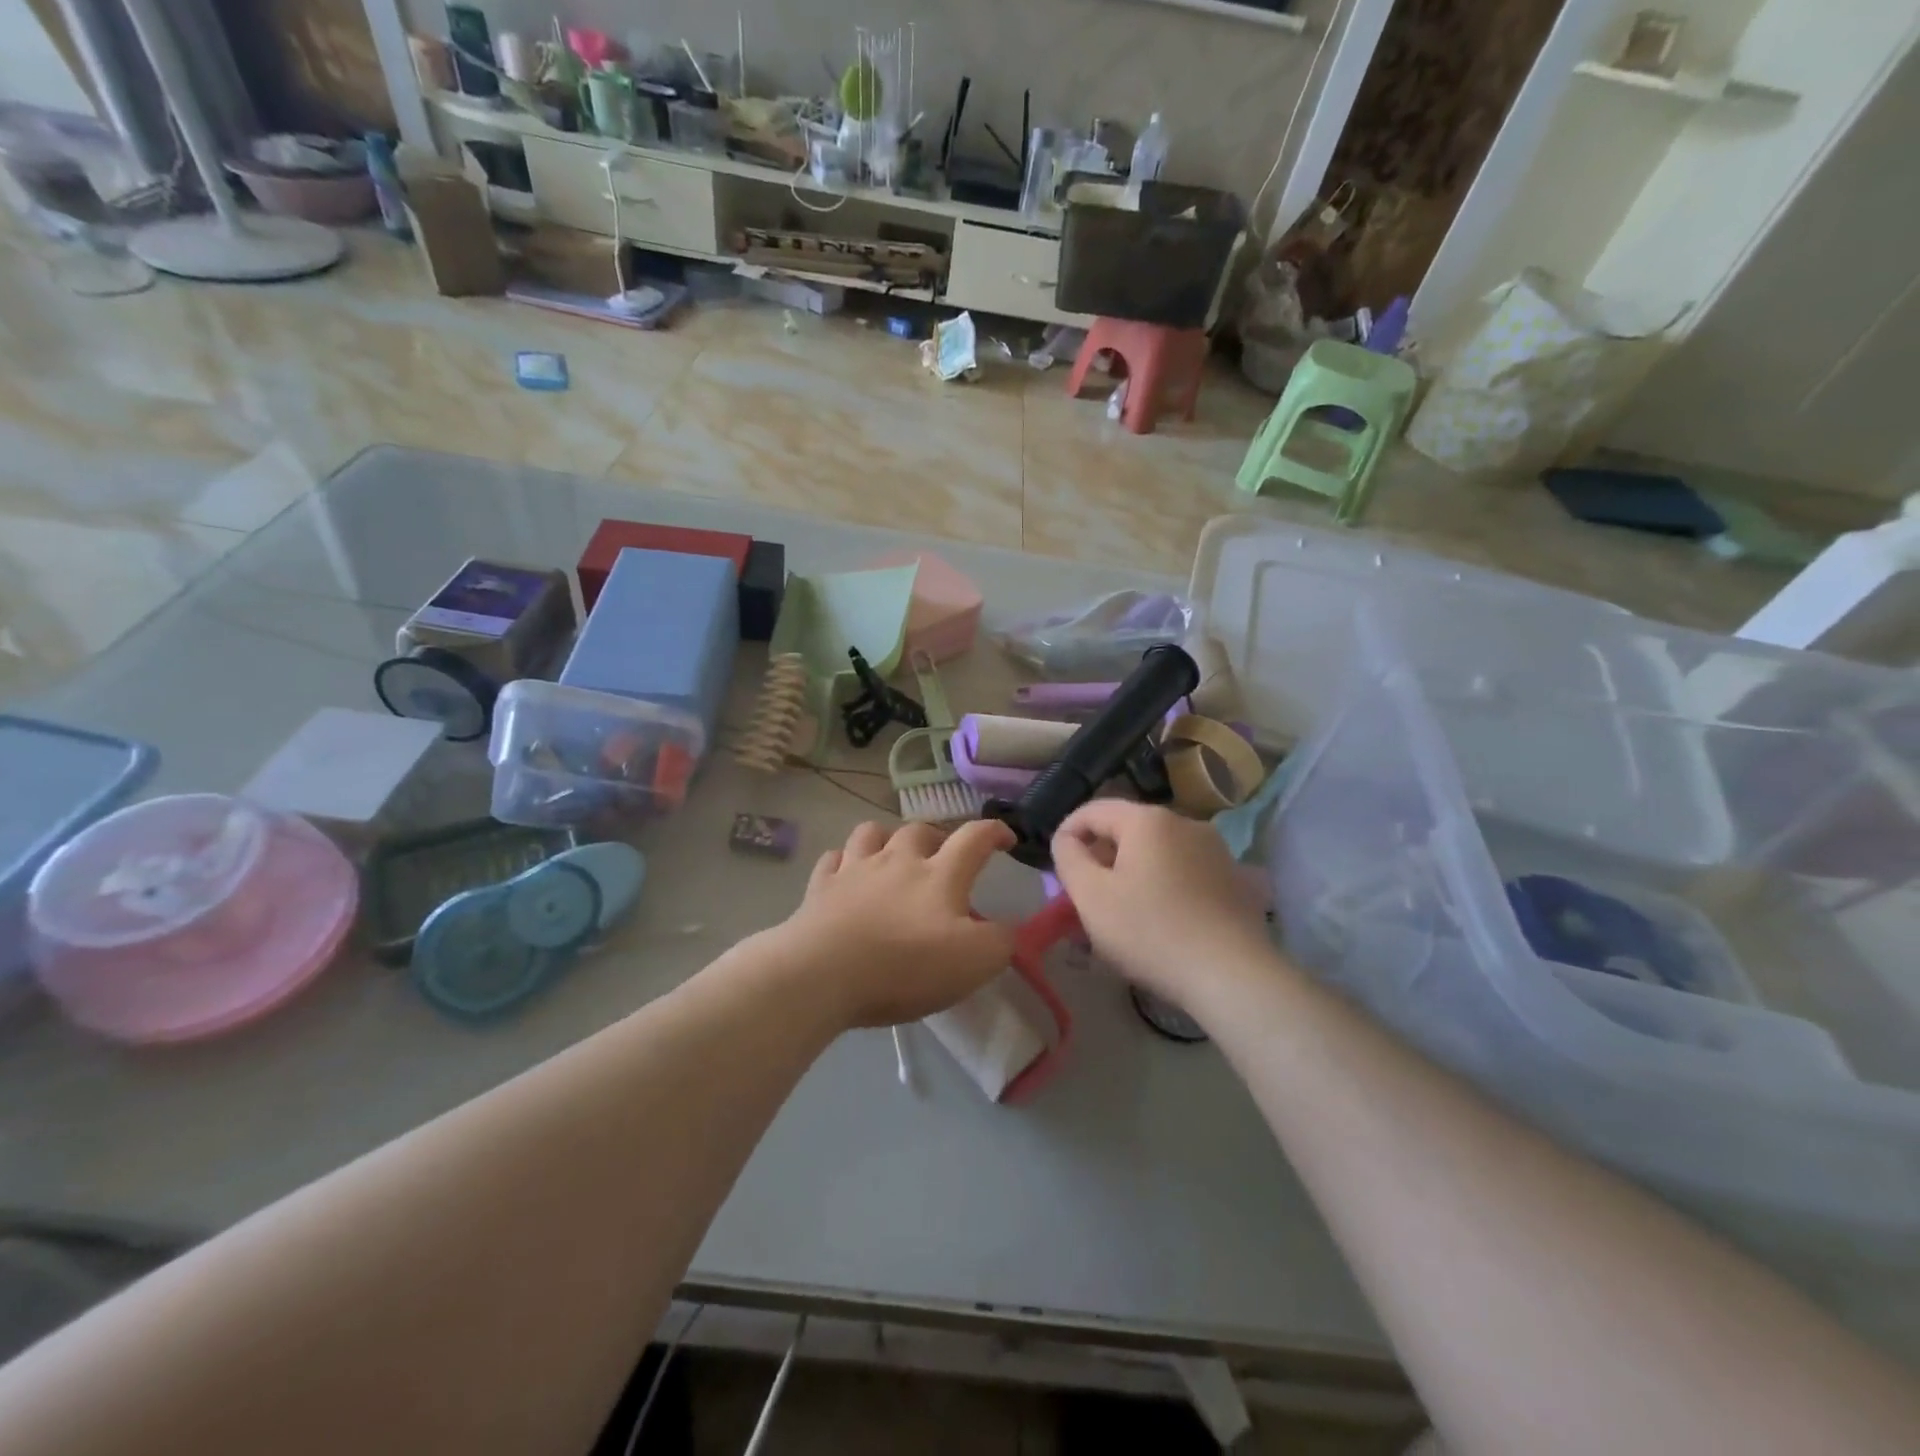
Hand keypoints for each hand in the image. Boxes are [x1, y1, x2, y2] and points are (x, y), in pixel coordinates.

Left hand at [773, 819, 1018, 1028]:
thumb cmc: (905, 966)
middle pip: (919, 830)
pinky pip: (832, 859)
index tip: (1006, 838)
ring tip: (891, 856)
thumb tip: (1006, 929)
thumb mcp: (974, 962)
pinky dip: (843, 862)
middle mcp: (897, 860)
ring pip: (871, 833)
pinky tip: (846, 875)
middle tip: (942, 858)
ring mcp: (854, 869)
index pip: (974, 838)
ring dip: (886, 838)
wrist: (823, 974)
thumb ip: (1000, 941)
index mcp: (939, 875)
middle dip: (936, 837)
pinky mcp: (820, 887)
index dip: (994, 832)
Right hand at [1051, 800, 1282, 1006]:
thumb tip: (1067, 839)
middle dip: (1101, 855)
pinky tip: (1161, 919)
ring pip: (1158, 851)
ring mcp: (1215, 850)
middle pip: (1128, 829)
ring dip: (1132, 871)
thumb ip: (1068, 858)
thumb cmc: (1150, 931)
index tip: (1057, 866)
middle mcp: (1184, 823)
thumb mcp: (1091, 897)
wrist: (1232, 975)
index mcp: (1147, 820)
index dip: (1068, 832)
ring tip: (1122, 910)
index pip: (1094, 810)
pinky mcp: (1234, 878)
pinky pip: (1185, 871)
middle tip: (1085, 894)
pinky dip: (1164, 884)